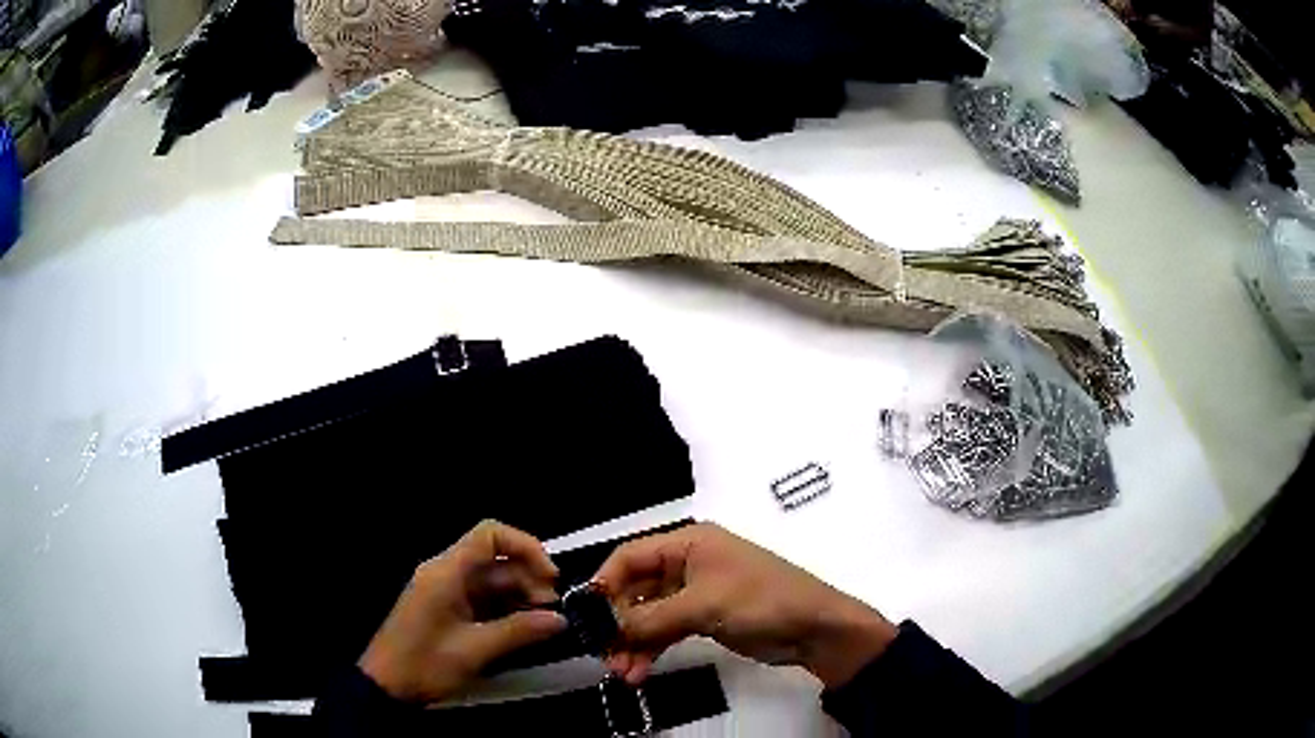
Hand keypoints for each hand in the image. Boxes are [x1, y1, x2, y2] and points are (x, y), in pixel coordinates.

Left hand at [359, 521, 568, 703]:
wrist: (386, 686)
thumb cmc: (425, 663)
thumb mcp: (475, 650)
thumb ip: (519, 631)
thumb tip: (560, 620)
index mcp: (446, 572)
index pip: (490, 536)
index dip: (525, 547)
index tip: (551, 576)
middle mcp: (446, 574)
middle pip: (495, 561)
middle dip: (528, 579)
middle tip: (553, 609)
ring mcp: (446, 592)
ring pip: (492, 582)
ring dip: (520, 598)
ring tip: (545, 623)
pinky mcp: (447, 611)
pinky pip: (483, 600)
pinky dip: (506, 610)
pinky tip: (525, 629)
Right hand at [594, 523, 896, 688]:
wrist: (815, 628)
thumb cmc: (761, 601)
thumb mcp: (704, 605)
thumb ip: (652, 617)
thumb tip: (608, 628)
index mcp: (688, 543)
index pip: (631, 556)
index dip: (605, 584)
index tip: (586, 616)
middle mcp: (687, 564)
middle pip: (637, 590)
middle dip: (619, 623)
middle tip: (605, 655)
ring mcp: (696, 594)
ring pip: (649, 616)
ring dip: (633, 643)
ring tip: (623, 673)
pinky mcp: (704, 619)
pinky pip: (666, 632)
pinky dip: (652, 650)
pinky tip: (640, 672)